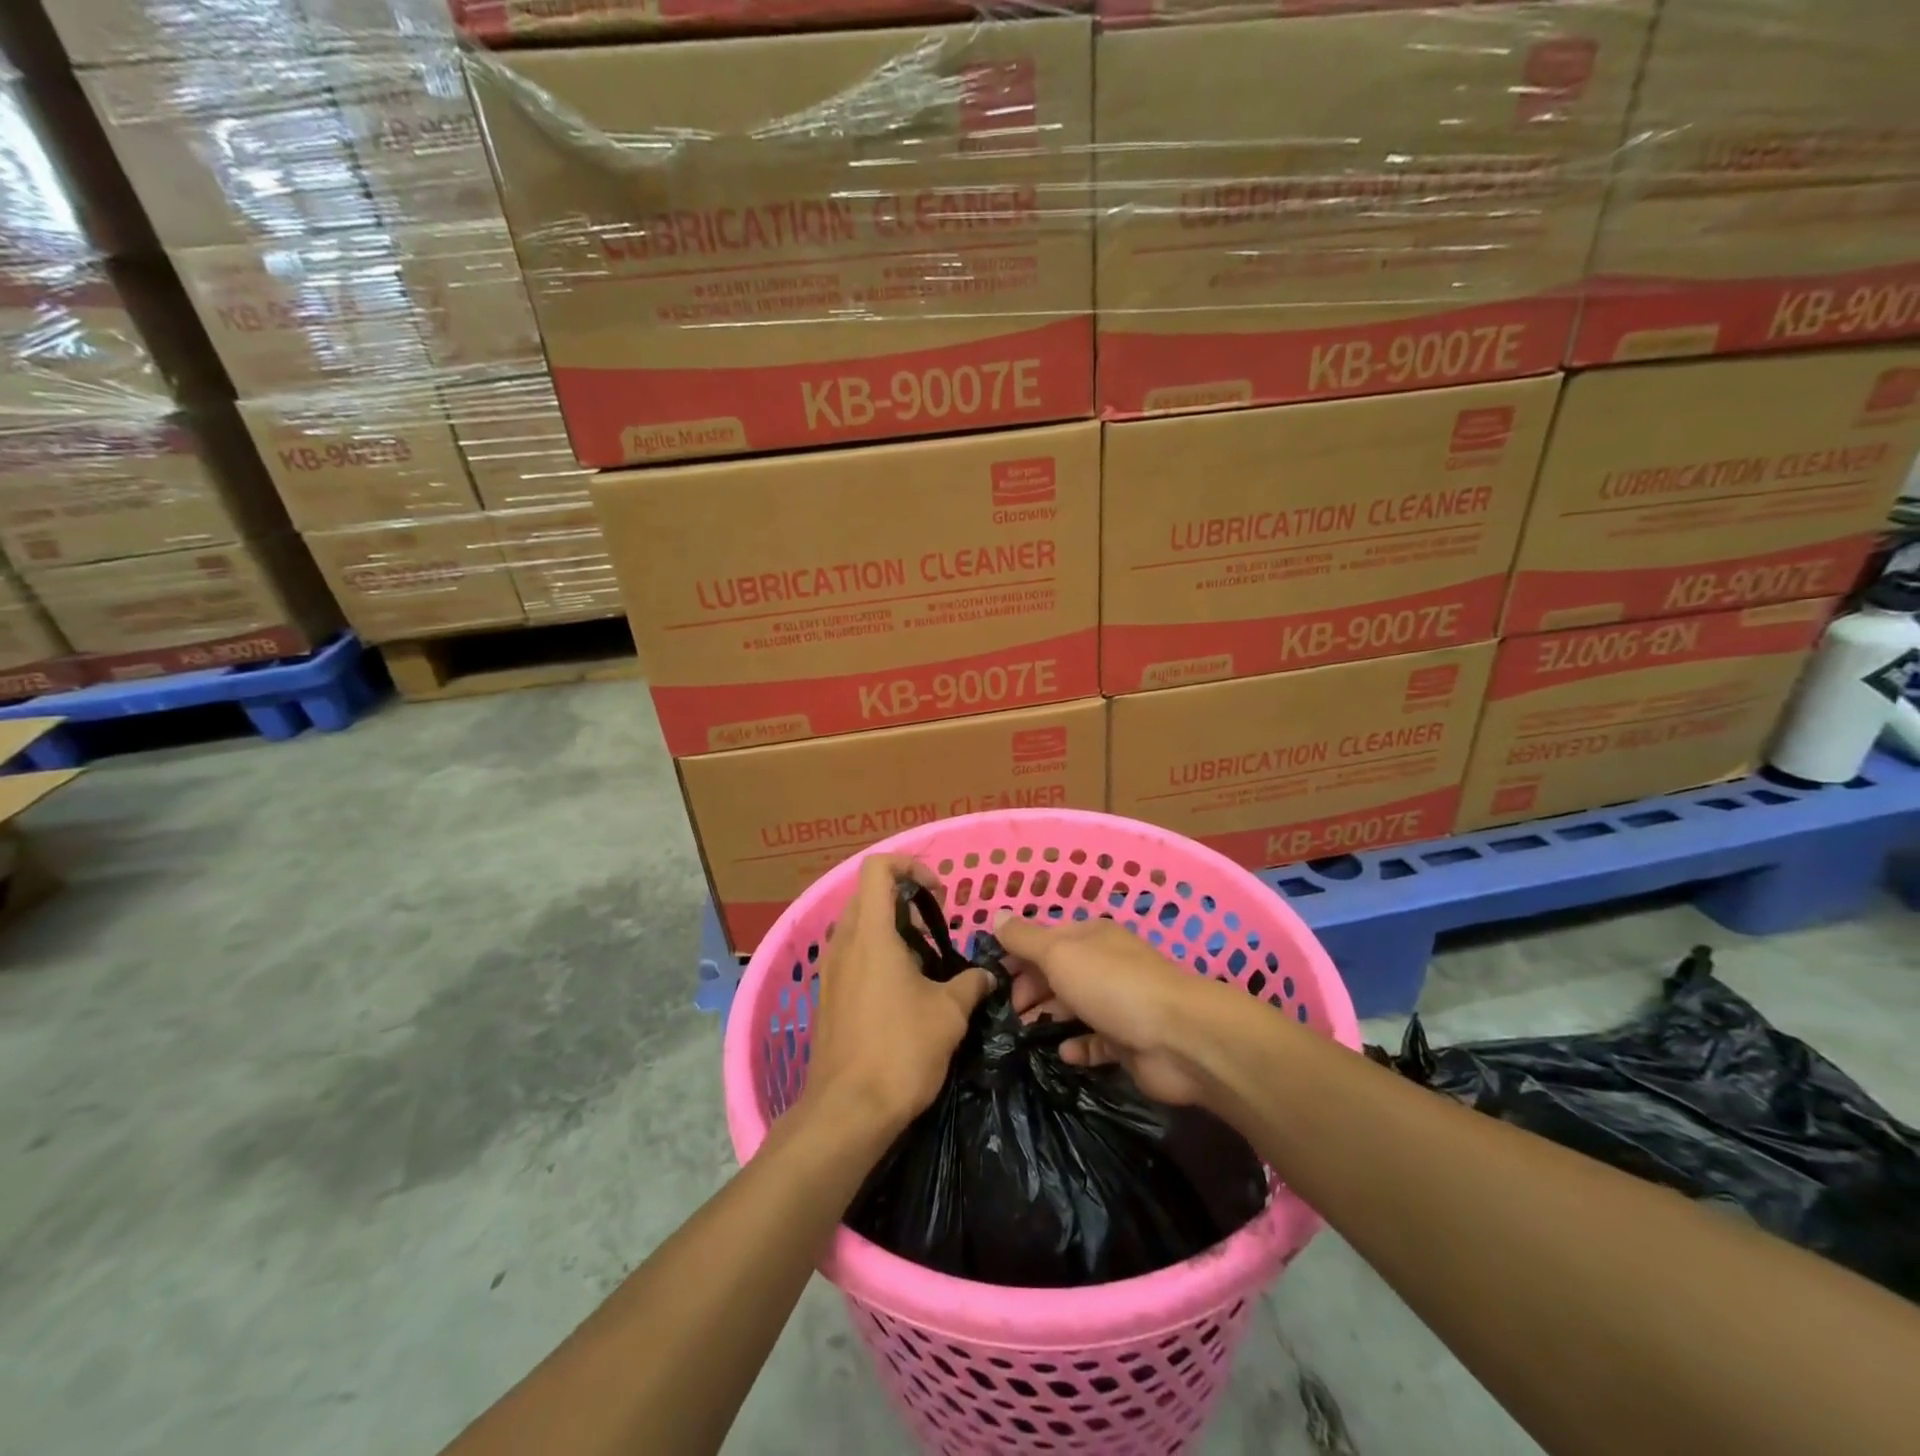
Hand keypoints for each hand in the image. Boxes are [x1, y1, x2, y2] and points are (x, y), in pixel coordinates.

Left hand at [802, 856, 993, 1137]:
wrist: (847, 1112)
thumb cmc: (900, 1052)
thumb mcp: (949, 1014)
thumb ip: (971, 984)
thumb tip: (987, 975)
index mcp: (872, 933)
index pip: (878, 867)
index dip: (911, 866)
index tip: (939, 895)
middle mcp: (844, 943)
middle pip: (869, 894)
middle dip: (905, 900)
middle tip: (935, 930)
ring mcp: (830, 970)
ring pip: (859, 925)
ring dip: (892, 930)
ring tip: (924, 964)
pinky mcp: (827, 996)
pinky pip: (852, 955)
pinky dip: (878, 955)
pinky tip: (903, 993)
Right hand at [993, 914, 1238, 1107]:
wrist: (1179, 1038)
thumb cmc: (1112, 985)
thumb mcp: (1059, 953)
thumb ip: (1025, 938)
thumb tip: (995, 916)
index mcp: (1089, 937)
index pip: (1045, 939)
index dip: (1016, 955)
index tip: (990, 978)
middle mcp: (1104, 964)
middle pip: (1057, 974)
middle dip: (1029, 989)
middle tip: (1004, 1013)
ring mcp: (1118, 1003)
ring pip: (1074, 1007)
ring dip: (1048, 1018)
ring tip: (1021, 1035)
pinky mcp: (1128, 1041)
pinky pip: (1095, 1042)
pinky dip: (1077, 1047)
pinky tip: (1062, 1054)